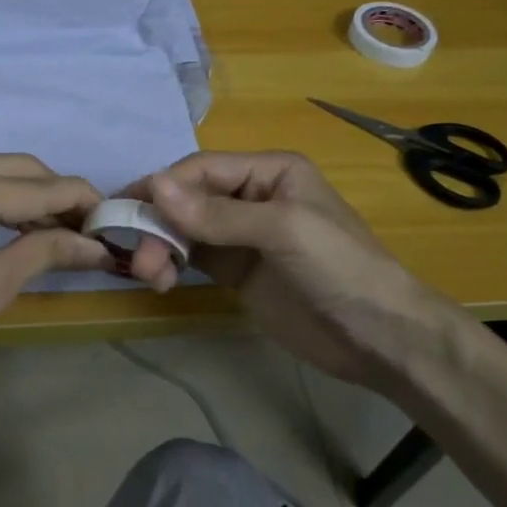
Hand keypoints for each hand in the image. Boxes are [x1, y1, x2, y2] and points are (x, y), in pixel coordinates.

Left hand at [0, 155, 110, 396]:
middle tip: (90, 227)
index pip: (36, 187)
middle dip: (58, 194)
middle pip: (18, 167)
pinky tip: (22, 222)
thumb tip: (98, 245)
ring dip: (30, 193)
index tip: (113, 218)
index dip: (80, 201)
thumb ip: (46, 252)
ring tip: (64, 228)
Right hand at [120, 151, 453, 390]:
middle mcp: (252, 196)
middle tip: (140, 257)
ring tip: (150, 276)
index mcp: (270, 171)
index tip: (126, 210)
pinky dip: (172, 264)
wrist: (380, 337)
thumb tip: (155, 187)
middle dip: (159, 223)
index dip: (164, 187)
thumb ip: (218, 213)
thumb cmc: (339, 268)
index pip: (202, 169)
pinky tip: (163, 281)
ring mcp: (243, 236)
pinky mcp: (237, 271)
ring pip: (186, 230)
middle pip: (188, 199)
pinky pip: (193, 258)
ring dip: (161, 246)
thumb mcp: (282, 230)